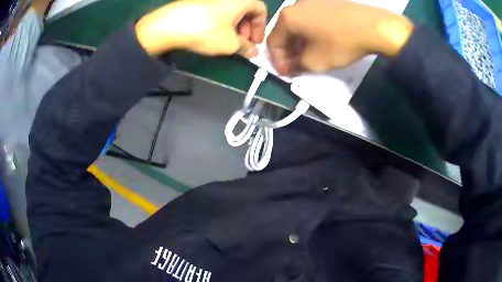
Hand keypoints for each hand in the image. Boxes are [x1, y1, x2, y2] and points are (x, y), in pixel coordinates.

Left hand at [135, 0, 266, 56]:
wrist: (171, 24)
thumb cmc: (206, 31)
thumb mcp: (230, 43)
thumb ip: (246, 48)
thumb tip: (253, 53)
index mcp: (242, 0)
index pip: (261, 10)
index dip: (261, 27)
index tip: (254, 42)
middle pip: (246, 9)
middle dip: (247, 27)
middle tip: (242, 42)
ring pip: (232, 10)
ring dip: (235, 25)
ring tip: (228, 40)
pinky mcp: (200, 2)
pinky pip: (219, 9)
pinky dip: (222, 21)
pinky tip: (214, 33)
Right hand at [267, 0, 413, 75]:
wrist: (373, 26)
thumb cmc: (341, 43)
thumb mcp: (315, 61)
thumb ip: (297, 65)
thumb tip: (291, 66)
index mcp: (287, 17)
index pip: (273, 42)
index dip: (278, 61)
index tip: (287, 73)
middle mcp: (296, 5)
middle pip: (285, 31)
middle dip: (289, 51)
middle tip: (297, 65)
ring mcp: (312, 0)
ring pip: (299, 24)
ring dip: (300, 42)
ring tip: (309, 55)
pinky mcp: (327, 1)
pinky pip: (312, 18)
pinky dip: (311, 32)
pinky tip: (321, 41)